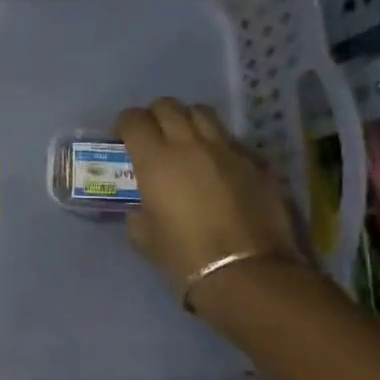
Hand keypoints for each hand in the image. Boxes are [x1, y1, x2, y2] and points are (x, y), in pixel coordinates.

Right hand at [115, 97, 306, 293]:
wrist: (246, 272)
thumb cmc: (184, 256)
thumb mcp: (143, 236)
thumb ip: (138, 210)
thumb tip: (142, 205)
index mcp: (155, 160)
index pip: (134, 120)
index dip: (125, 124)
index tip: (123, 138)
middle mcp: (190, 145)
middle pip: (168, 106)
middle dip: (155, 116)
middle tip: (152, 136)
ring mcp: (228, 150)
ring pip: (203, 114)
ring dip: (188, 121)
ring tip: (185, 142)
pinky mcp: (256, 163)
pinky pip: (231, 140)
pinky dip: (217, 145)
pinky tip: (217, 167)